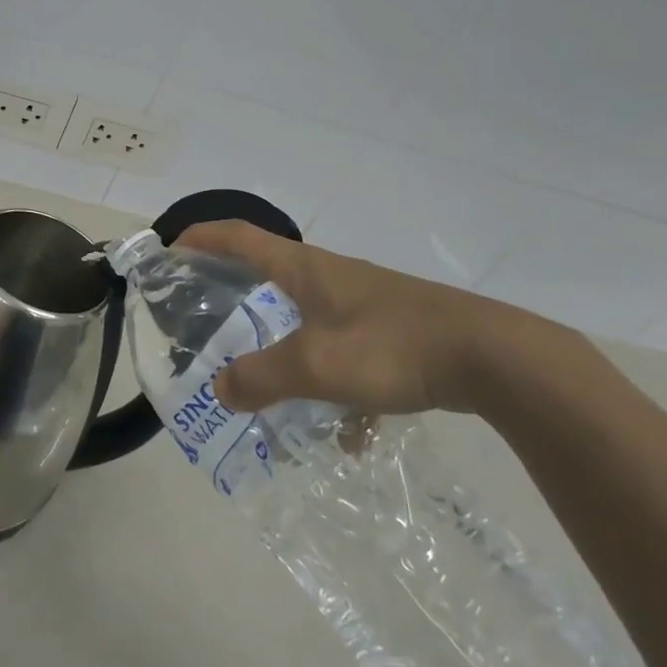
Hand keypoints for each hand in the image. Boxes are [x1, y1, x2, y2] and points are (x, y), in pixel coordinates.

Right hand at [175, 220, 557, 415]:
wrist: (498, 360)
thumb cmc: (393, 346)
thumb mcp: (316, 366)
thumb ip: (261, 377)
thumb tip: (222, 389)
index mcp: (303, 268)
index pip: (236, 236)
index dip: (199, 237)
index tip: (169, 251)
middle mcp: (329, 275)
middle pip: (267, 273)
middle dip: (232, 293)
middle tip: (205, 322)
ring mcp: (363, 301)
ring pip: (306, 317)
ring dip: (281, 345)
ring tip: (265, 383)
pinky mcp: (392, 329)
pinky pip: (345, 350)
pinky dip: (332, 381)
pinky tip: (345, 430)